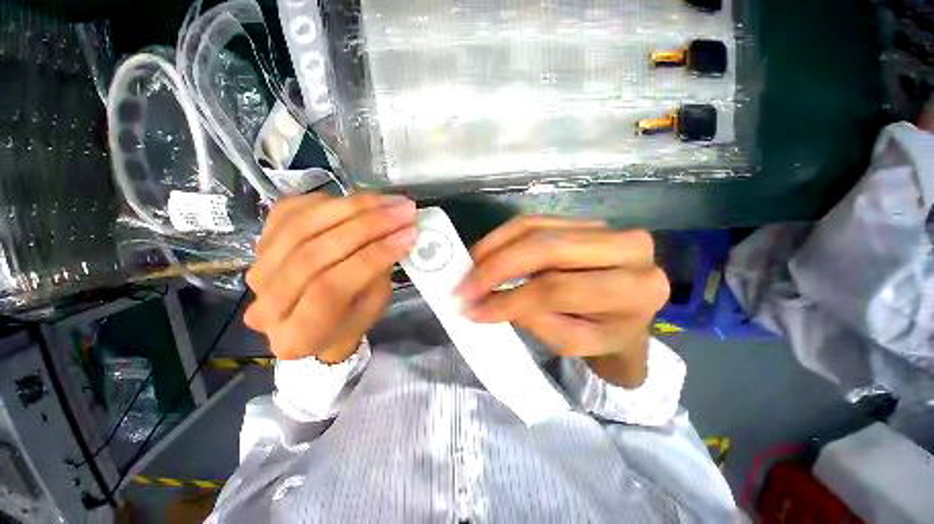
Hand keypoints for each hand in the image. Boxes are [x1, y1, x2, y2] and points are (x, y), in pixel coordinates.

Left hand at [244, 193, 417, 361]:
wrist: (309, 321)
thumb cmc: (349, 322)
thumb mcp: (372, 309)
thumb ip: (377, 276)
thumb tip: (396, 234)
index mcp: (299, 335)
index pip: (331, 288)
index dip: (372, 256)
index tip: (408, 235)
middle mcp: (267, 304)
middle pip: (314, 252)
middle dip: (368, 226)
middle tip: (404, 210)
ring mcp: (258, 269)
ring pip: (301, 226)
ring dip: (353, 207)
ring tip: (390, 200)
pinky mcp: (259, 242)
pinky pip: (292, 210)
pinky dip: (331, 201)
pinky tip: (361, 200)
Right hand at [458, 217, 669, 387]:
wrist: (625, 313)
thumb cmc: (602, 334)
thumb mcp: (571, 341)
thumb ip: (533, 319)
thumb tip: (488, 300)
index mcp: (633, 289)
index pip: (557, 288)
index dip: (510, 299)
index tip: (474, 310)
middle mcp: (626, 247)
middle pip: (545, 248)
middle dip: (497, 266)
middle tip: (465, 285)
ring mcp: (602, 226)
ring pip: (534, 228)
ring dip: (494, 247)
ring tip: (469, 267)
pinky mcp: (579, 220)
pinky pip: (533, 221)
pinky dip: (503, 236)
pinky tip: (485, 252)